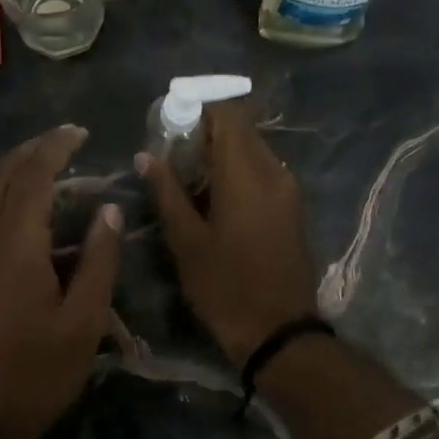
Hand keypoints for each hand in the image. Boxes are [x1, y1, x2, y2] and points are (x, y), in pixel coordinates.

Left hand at [0, 125, 121, 438]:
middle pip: (0, 176)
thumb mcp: (83, 323)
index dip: (54, 148)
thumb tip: (108, 209)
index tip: (79, 132)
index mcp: (13, 248)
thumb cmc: (36, 374)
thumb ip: (99, 261)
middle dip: (31, 150)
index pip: (32, 177)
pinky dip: (0, 195)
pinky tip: (21, 206)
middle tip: (64, 141)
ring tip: (47, 165)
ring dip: (13, 170)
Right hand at [136, 102, 319, 366]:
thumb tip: (147, 155)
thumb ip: (167, 192)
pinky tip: (213, 194)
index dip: (198, 107)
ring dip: (222, 151)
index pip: (227, 114)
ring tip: (187, 173)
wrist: (278, 331)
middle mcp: (273, 171)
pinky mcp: (291, 207)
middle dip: (206, 130)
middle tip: (172, 149)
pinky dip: (237, 170)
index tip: (169, 119)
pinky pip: (263, 171)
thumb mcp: (186, 242)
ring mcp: (287, 189)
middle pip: (241, 129)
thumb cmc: (225, 287)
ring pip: (253, 150)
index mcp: (245, 173)